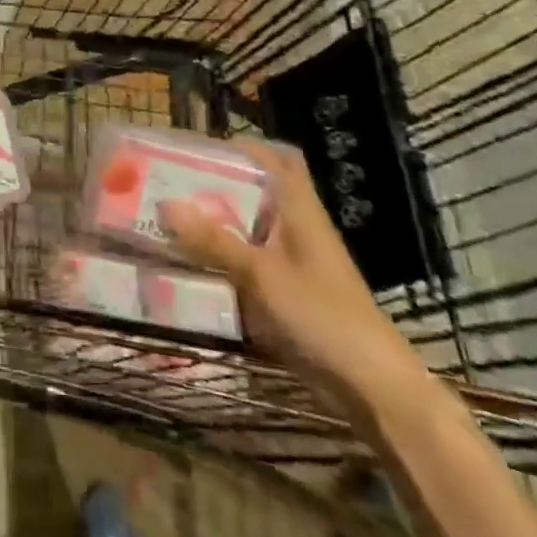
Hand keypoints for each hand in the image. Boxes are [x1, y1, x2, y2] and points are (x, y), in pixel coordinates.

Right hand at [160, 139, 430, 422]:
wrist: (372, 389)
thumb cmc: (322, 317)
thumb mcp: (261, 274)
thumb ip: (213, 240)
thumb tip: (164, 204)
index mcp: (299, 210)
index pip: (278, 159)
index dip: (243, 148)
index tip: (199, 150)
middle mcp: (295, 229)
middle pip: (254, 193)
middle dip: (213, 187)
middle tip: (168, 184)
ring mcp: (291, 263)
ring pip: (246, 229)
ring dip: (212, 224)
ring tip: (165, 220)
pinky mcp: (285, 293)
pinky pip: (244, 264)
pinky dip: (218, 259)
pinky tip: (186, 265)